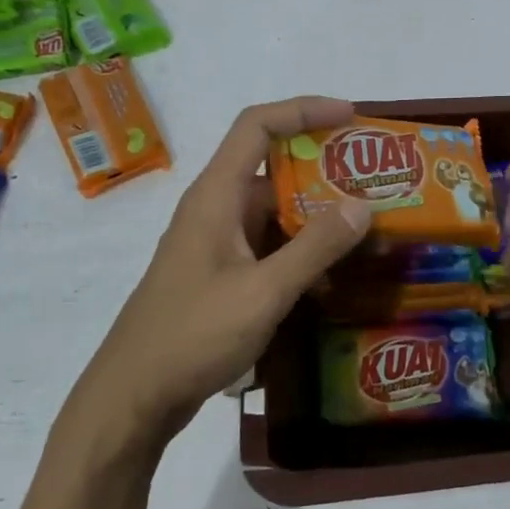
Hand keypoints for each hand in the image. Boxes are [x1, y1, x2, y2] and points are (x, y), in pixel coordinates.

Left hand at [65, 97, 370, 457]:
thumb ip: (315, 248)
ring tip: (367, 229)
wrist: (134, 397)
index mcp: (216, 196)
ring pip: (274, 212)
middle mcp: (215, 210)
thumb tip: (363, 206)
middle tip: (375, 183)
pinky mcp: (220, 276)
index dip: (303, 110)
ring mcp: (216, 244)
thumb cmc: (193, 336)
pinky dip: (301, 251)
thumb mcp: (263, 292)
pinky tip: (334, 276)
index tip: (350, 117)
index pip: (257, 126)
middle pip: (272, 168)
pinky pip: (268, 247)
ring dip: (316, 216)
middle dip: (324, 170)